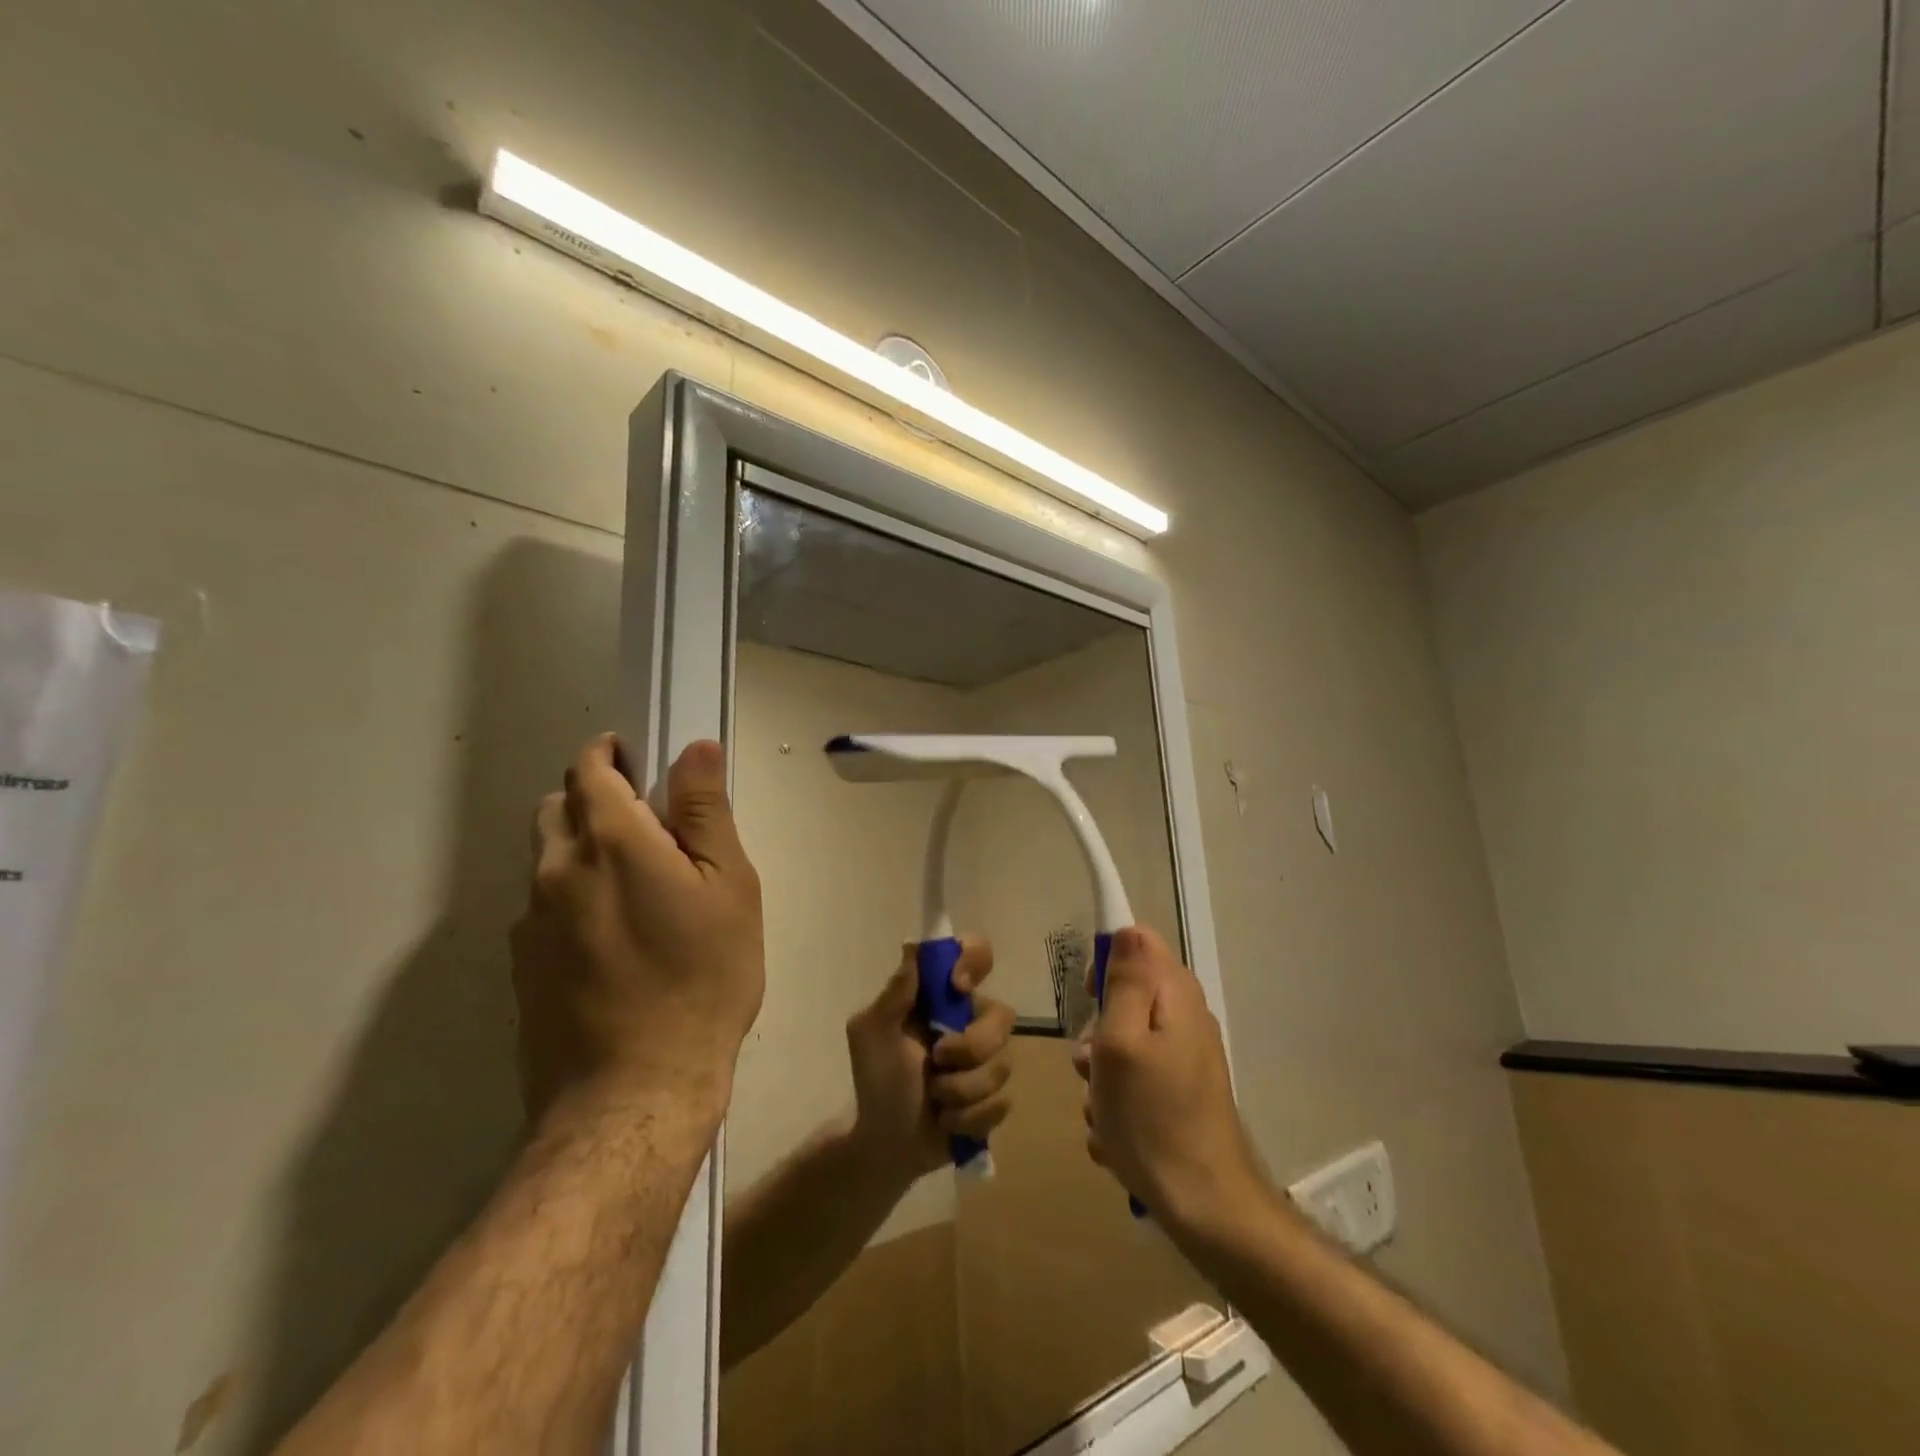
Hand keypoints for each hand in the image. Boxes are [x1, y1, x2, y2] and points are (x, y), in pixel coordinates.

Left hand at [511, 735, 763, 1128]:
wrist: (634, 1092)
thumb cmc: (701, 978)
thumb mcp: (729, 887)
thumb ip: (706, 812)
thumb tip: (695, 748)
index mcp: (609, 841)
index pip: (589, 770)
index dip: (610, 755)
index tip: (637, 760)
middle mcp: (555, 871)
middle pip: (558, 809)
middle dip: (594, 800)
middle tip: (647, 827)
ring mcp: (529, 923)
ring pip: (547, 861)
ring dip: (581, 851)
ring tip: (634, 890)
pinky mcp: (520, 968)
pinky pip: (542, 909)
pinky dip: (571, 899)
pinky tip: (612, 943)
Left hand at [845, 939, 1014, 1184]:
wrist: (884, 1143)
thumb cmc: (875, 1080)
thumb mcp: (871, 1032)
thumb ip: (895, 992)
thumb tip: (912, 945)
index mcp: (942, 997)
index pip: (976, 954)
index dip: (975, 960)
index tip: (957, 986)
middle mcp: (971, 1020)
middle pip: (1002, 1015)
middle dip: (971, 1045)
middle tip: (937, 1060)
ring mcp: (988, 1060)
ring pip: (1003, 1064)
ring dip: (962, 1089)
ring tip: (936, 1100)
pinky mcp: (996, 1099)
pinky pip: (1002, 1102)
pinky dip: (969, 1117)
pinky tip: (947, 1121)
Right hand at [1073, 927, 1261, 1232]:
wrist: (1205, 1206)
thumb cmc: (1152, 1118)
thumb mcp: (1121, 1042)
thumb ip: (1125, 982)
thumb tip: (1127, 929)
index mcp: (1175, 996)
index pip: (1138, 941)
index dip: (1106, 960)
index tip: (1090, 999)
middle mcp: (1186, 1018)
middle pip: (1127, 995)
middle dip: (1098, 1028)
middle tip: (1091, 1064)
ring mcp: (1186, 1057)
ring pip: (1125, 1041)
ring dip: (1102, 1072)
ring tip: (1102, 1108)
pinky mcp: (1182, 1091)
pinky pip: (1137, 1078)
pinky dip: (1119, 1099)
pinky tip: (1116, 1134)